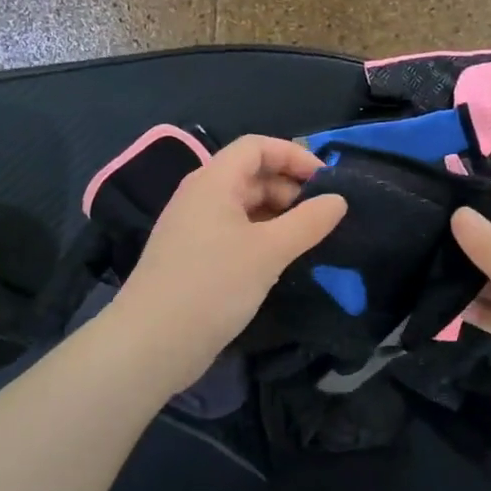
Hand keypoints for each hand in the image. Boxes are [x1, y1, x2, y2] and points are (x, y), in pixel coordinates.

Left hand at [114, 136, 345, 380]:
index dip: (294, 155)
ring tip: (310, 239)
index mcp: (213, 181)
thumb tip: (339, 200)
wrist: (151, 344)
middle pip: (251, 175)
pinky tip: (282, 260)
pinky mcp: (194, 258)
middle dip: (290, 188)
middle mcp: (200, 197)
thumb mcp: (269, 251)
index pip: (256, 146)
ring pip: (244, 207)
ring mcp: (194, 228)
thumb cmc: (212, 285)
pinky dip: (262, 237)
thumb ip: (308, 222)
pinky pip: (234, 233)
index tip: (327, 181)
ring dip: (279, 216)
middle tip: (324, 216)